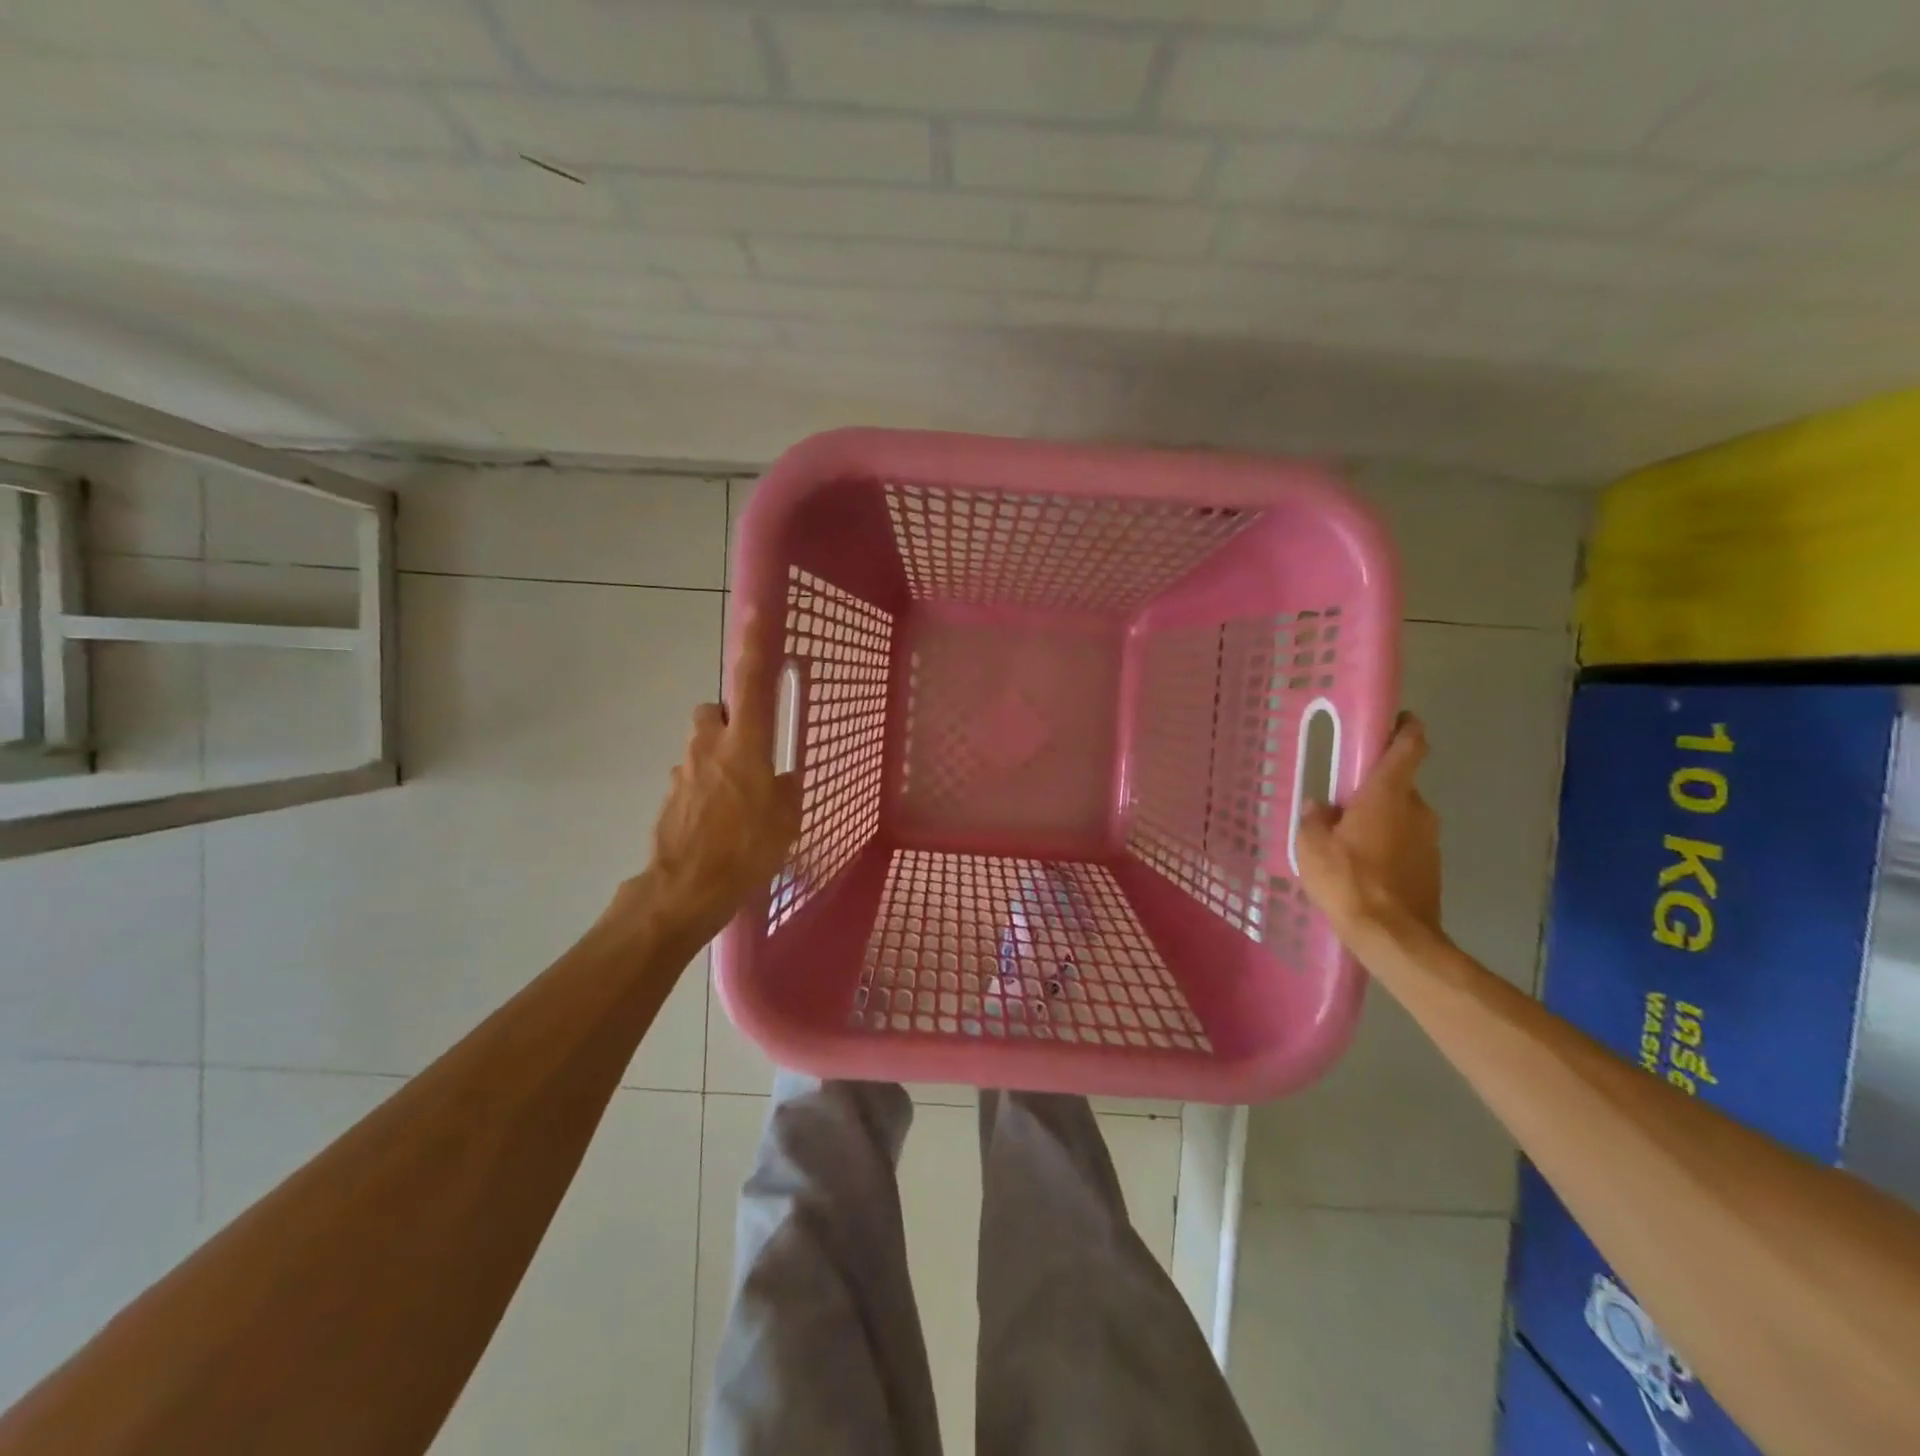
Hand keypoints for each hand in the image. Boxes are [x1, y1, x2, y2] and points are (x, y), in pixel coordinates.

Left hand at [632, 615, 801, 942]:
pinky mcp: (669, 795)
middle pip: (714, 710)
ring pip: (702, 745)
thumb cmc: (746, 850)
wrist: (684, 891)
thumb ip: (786, 789)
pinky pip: (692, 777)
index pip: (750, 682)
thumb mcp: (786, 820)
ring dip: (717, 758)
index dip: (755, 644)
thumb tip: (781, 778)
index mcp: (744, 744)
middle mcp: (709, 746)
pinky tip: (718, 823)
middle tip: (751, 752)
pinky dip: (705, 788)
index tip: (754, 610)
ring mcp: (683, 770)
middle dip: (729, 720)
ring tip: (738, 800)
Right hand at [1295, 711, 1442, 947]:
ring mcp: (1430, 839)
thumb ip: (1314, 819)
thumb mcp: (1311, 846)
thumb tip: (1320, 807)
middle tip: (1341, 803)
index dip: (1405, 728)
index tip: (1394, 720)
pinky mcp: (1432, 867)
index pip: (1409, 745)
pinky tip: (1363, 869)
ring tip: (1347, 842)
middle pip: (1398, 784)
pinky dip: (1387, 847)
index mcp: (1387, 793)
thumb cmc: (1349, 880)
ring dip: (1380, 820)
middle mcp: (1416, 808)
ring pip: (1402, 816)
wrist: (1394, 937)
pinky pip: (1406, 844)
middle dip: (1373, 788)